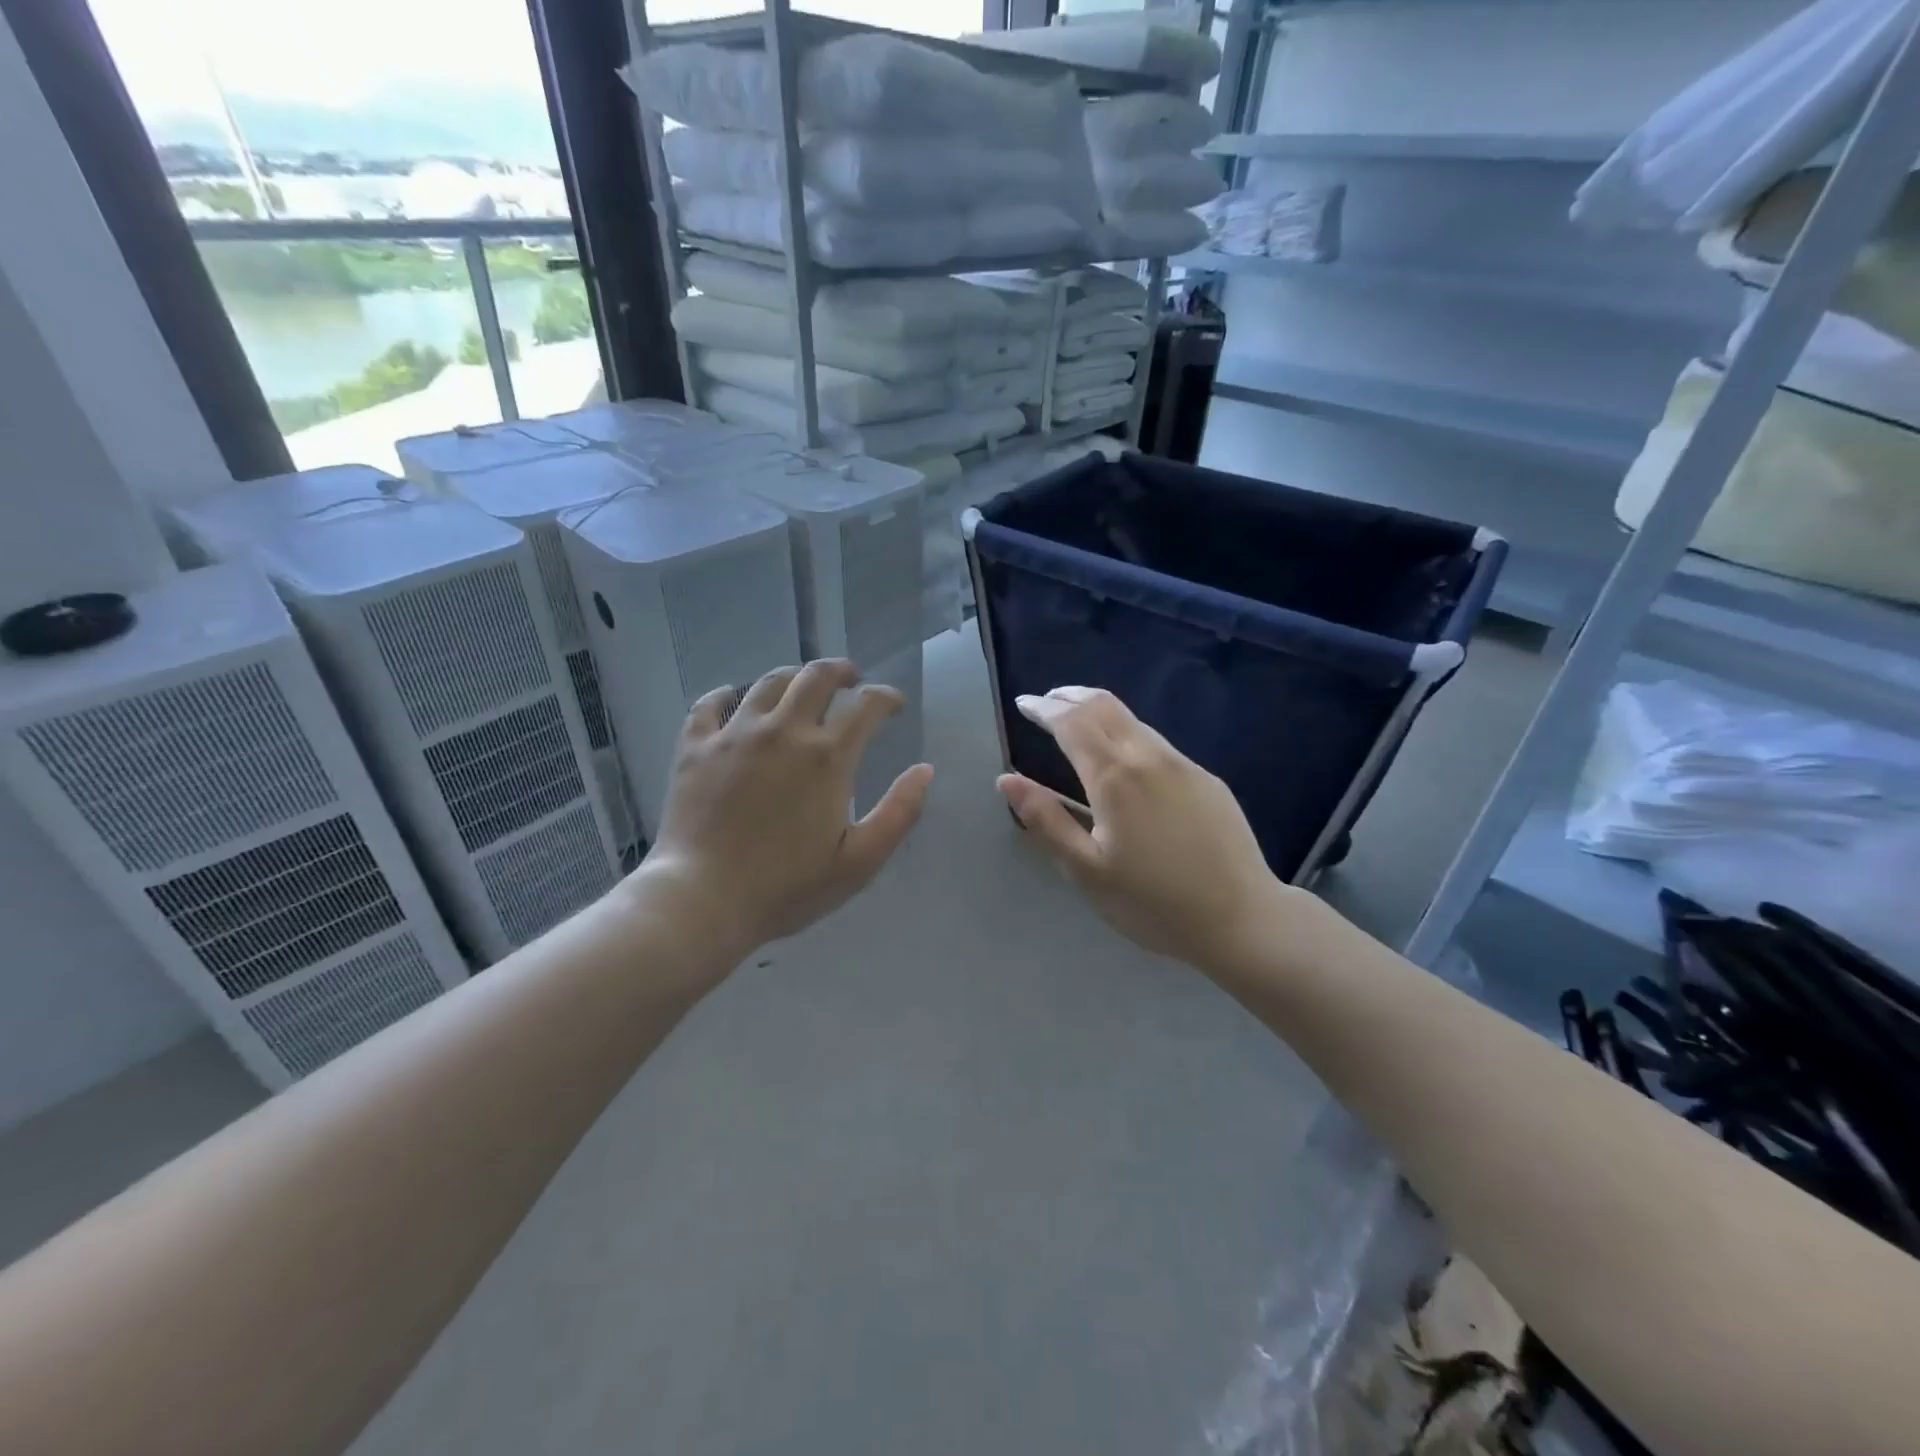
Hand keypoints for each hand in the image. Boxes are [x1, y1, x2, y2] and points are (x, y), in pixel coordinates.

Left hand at [642, 660, 933, 955]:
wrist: (701, 900)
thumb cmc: (786, 887)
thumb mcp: (859, 862)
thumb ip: (899, 812)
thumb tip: (925, 770)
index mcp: (827, 757)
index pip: (866, 705)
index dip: (886, 697)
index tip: (894, 705)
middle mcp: (783, 731)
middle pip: (816, 677)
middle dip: (841, 672)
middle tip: (851, 680)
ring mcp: (734, 734)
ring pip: (768, 682)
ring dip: (793, 677)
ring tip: (802, 687)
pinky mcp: (695, 747)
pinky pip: (709, 704)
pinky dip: (726, 695)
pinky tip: (732, 699)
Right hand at [997, 686, 1289, 971]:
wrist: (1241, 918)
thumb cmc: (1152, 902)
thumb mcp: (1085, 870)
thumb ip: (1045, 820)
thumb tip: (1007, 780)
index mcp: (1114, 777)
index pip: (1071, 722)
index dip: (1043, 708)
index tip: (1023, 703)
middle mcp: (1149, 757)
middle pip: (1104, 706)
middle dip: (1069, 697)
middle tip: (1046, 702)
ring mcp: (1183, 765)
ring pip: (1133, 720)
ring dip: (1099, 711)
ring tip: (1077, 722)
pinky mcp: (1206, 779)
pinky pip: (1157, 742)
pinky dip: (1126, 733)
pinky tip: (1123, 759)